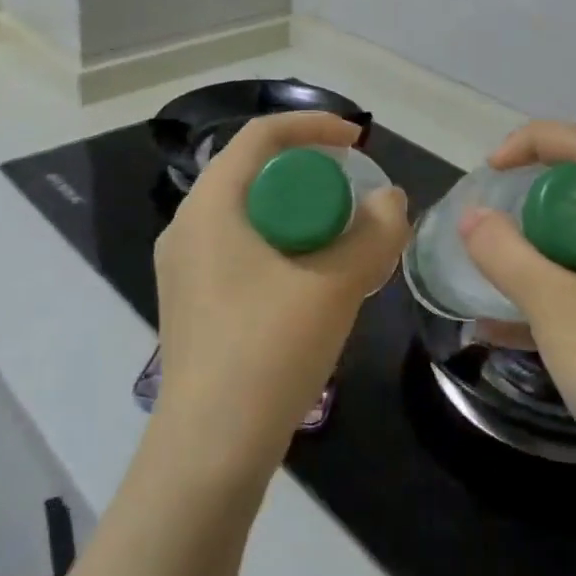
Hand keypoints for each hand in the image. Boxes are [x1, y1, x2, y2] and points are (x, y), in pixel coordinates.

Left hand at [151, 112, 408, 484]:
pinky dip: (282, 245)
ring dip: (299, 213)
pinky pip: (242, 248)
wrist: (209, 450)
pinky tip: (314, 280)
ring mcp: (185, 267)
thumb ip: (373, 232)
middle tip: (354, 194)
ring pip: (250, 214)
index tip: (357, 141)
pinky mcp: (192, 301)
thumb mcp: (336, 285)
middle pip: (255, 172)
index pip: (260, 135)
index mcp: (211, 205)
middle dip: (310, 173)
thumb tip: (390, 200)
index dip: (313, 125)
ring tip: (343, 238)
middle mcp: (188, 226)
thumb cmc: (268, 351)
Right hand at [459, 122, 575, 502]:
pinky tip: (493, 326)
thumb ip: (509, 257)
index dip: (541, 141)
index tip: (493, 166)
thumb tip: (471, 217)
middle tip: (489, 215)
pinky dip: (540, 295)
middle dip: (533, 194)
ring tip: (488, 260)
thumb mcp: (559, 308)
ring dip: (532, 247)